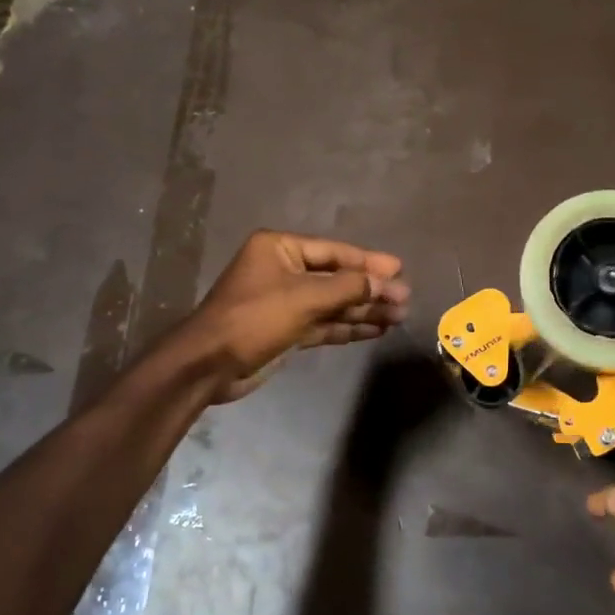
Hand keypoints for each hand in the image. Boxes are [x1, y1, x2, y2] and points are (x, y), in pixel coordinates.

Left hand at [176, 231, 410, 402]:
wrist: (209, 366)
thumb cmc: (255, 318)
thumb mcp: (304, 298)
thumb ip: (348, 288)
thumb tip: (385, 281)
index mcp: (279, 249)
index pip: (334, 252)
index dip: (368, 261)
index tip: (399, 269)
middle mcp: (283, 271)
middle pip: (336, 277)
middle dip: (370, 289)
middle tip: (405, 298)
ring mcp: (285, 302)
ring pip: (333, 303)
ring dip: (364, 310)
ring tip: (399, 316)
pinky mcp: (287, 331)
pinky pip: (325, 324)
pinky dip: (348, 327)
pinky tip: (376, 330)